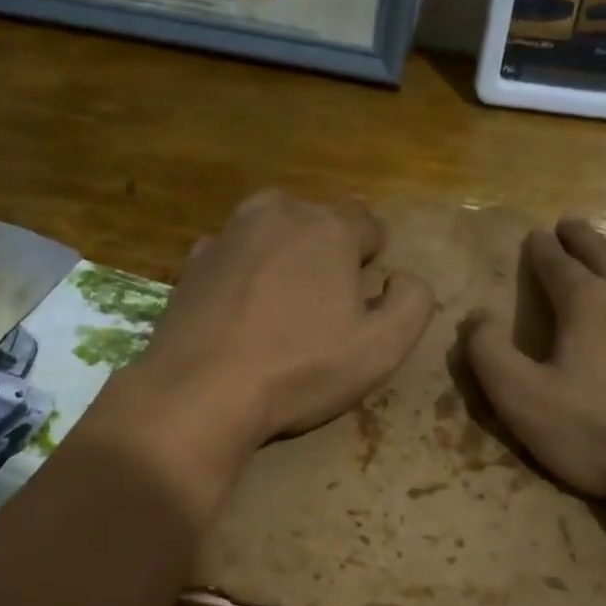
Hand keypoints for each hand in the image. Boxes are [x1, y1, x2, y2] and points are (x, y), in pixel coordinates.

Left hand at [130, 192, 435, 453]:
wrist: (200, 392)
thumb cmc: (300, 370)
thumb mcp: (382, 349)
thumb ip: (413, 303)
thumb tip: (404, 278)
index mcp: (329, 227)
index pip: (370, 226)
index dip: (373, 262)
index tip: (363, 302)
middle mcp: (278, 213)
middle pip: (319, 221)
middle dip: (328, 253)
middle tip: (323, 307)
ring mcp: (228, 234)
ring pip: (273, 230)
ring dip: (285, 256)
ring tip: (283, 305)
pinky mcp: (192, 261)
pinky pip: (234, 255)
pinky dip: (244, 272)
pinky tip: (242, 311)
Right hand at [465, 217, 605, 506]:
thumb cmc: (602, 432)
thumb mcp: (525, 402)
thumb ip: (490, 355)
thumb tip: (476, 315)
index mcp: (587, 302)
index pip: (558, 263)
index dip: (542, 249)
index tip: (535, 235)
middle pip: (604, 252)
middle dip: (581, 238)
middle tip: (569, 224)